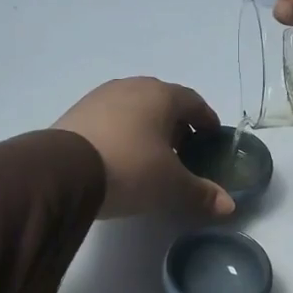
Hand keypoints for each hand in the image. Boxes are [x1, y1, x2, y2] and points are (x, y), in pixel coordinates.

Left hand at [54, 78, 235, 219]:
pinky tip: (120, 156)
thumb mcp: (171, 186)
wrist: (63, 171)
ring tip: (151, 156)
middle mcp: (131, 87)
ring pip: (134, 108)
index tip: (212, 137)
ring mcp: (100, 97)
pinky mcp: (76, 113)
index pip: (193, 102)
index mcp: (161, 95)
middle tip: (184, 151)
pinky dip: (122, 132)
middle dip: (176, 124)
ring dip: (147, 127)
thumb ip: (201, 193)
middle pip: (163, 102)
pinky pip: (110, 119)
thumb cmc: (130, 169)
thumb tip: (229, 205)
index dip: (206, 119)